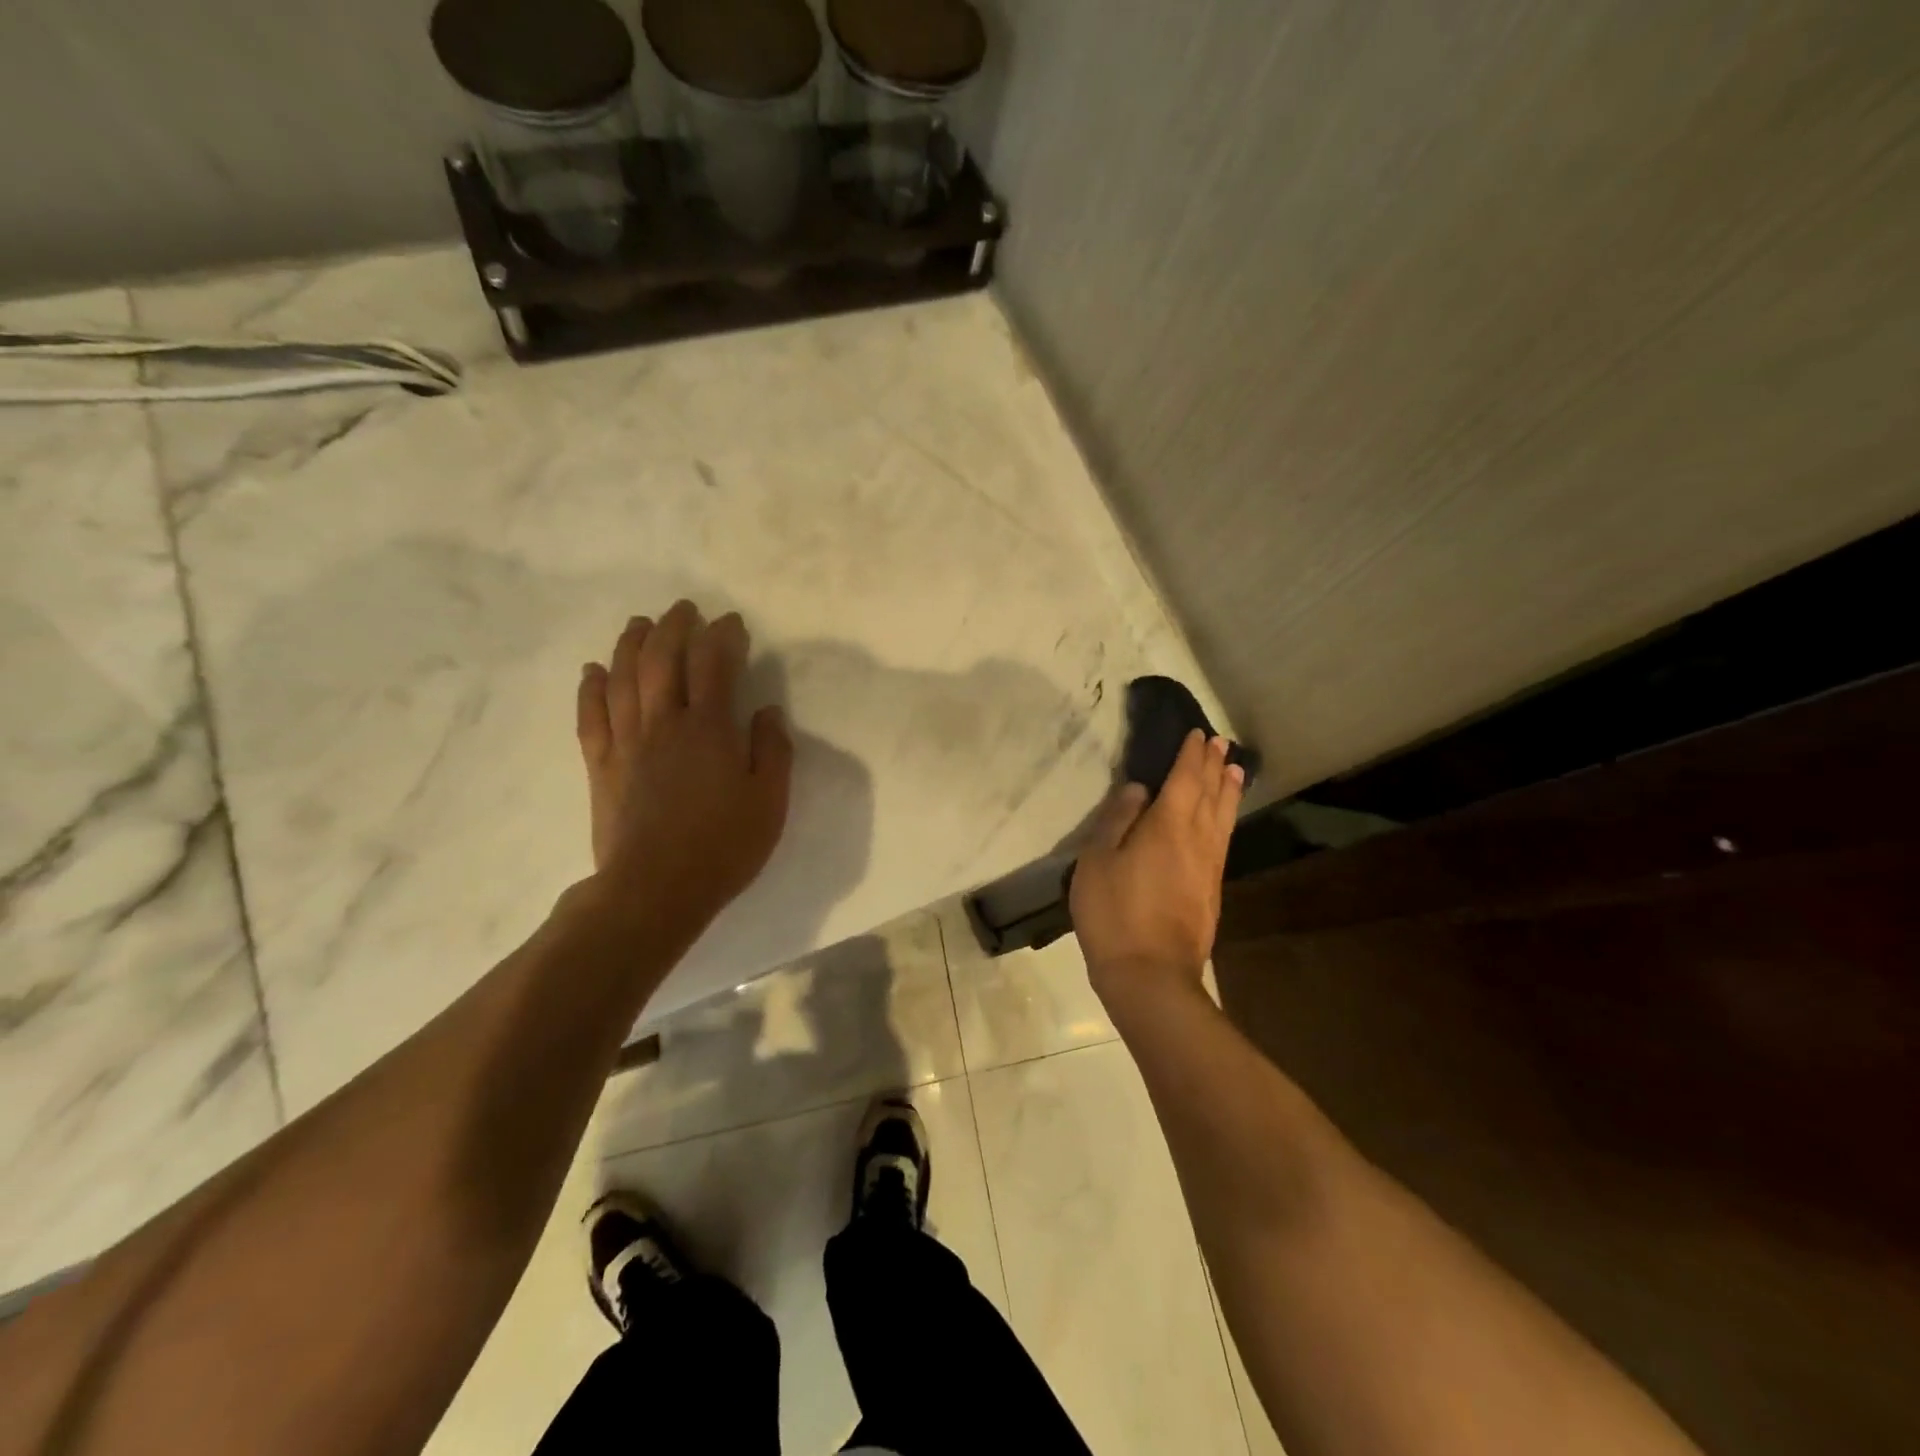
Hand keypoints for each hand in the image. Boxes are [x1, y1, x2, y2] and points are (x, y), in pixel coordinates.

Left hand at [574, 601, 792, 943]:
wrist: (655, 890)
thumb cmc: (723, 847)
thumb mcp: (769, 802)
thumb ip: (772, 751)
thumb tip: (766, 711)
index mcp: (709, 730)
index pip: (714, 664)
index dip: (723, 636)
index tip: (732, 623)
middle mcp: (664, 723)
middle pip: (663, 659)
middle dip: (675, 627)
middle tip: (685, 609)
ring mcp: (627, 742)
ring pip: (623, 678)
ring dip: (631, 644)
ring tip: (640, 623)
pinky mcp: (601, 765)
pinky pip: (591, 716)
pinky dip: (590, 688)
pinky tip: (593, 670)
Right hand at [1070, 730, 1243, 998]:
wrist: (1150, 976)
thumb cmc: (1114, 913)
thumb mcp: (1097, 861)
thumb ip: (1117, 820)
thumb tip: (1139, 789)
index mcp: (1168, 825)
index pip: (1185, 778)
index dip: (1191, 755)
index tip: (1198, 734)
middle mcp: (1197, 839)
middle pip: (1211, 794)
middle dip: (1215, 766)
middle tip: (1221, 744)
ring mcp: (1209, 867)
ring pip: (1223, 817)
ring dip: (1229, 790)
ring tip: (1236, 771)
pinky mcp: (1212, 891)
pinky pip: (1223, 839)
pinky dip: (1226, 819)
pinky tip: (1222, 822)